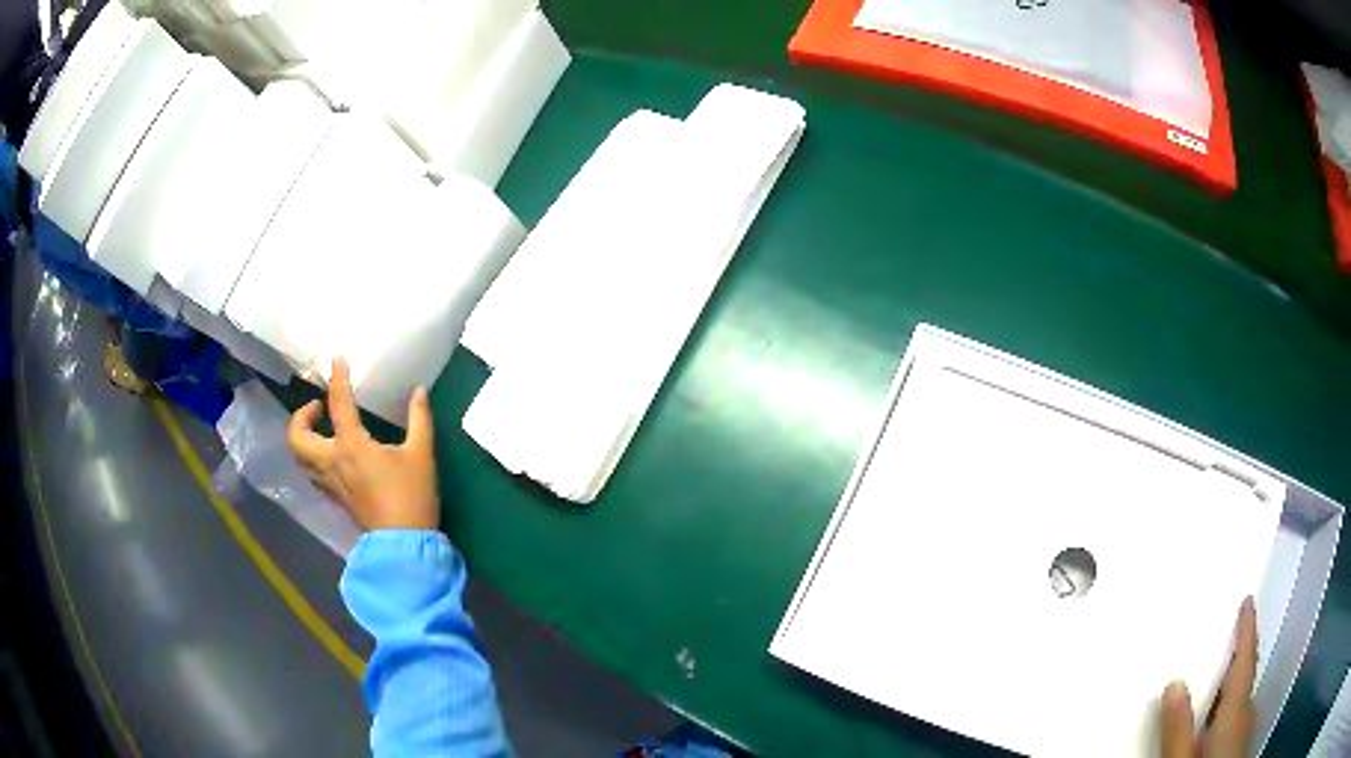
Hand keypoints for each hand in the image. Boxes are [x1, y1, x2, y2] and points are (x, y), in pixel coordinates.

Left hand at [287, 357, 439, 531]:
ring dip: (303, 438)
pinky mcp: (335, 498)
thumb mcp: (421, 454)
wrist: (405, 544)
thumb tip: (419, 392)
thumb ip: (419, 419)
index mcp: (352, 446)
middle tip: (319, 408)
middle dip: (301, 417)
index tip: (337, 359)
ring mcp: (330, 483)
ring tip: (321, 429)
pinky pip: (313, 473)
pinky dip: (313, 458)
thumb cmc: (412, 496)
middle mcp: (332, 462)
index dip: (337, 378)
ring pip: (300, 458)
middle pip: (297, 437)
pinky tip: (332, 456)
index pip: (337, 404)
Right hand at [1160, 597, 1257, 757]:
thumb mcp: (1181, 757)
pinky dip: (1231, 713)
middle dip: (1235, 667)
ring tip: (1219, 690)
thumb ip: (1178, 727)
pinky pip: (1238, 720)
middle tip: (1225, 650)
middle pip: (1244, 684)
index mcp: (1237, 709)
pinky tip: (1217, 728)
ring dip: (1232, 693)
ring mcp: (1244, 734)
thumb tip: (1174, 682)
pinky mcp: (1239, 748)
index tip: (1249, 600)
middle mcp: (1246, 715)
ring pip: (1241, 705)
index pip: (1244, 661)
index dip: (1247, 630)